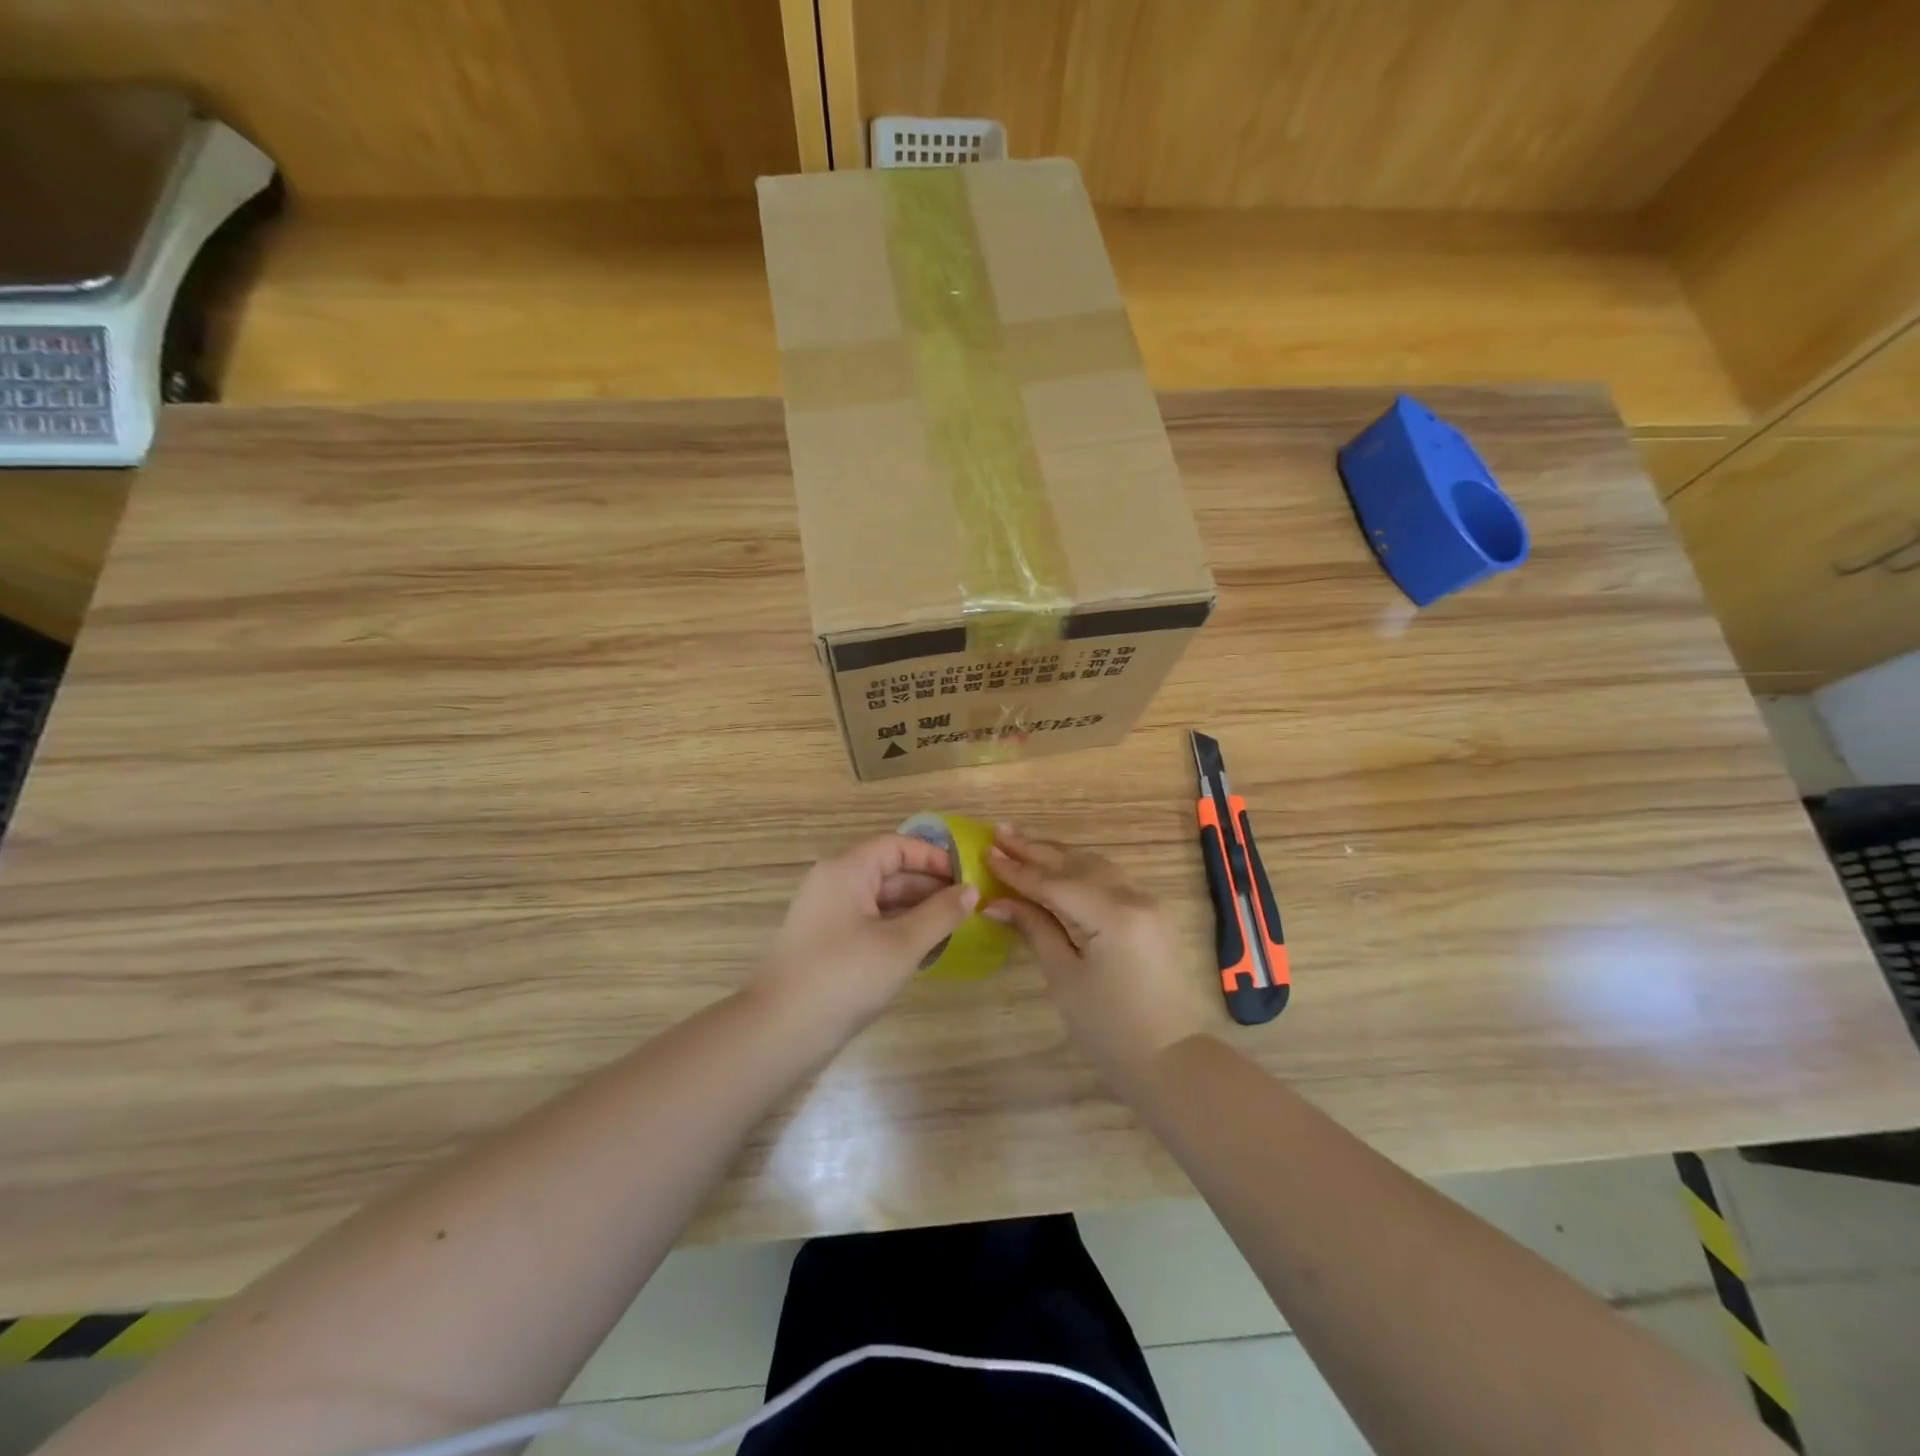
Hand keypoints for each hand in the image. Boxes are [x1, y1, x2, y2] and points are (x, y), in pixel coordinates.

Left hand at [754, 832, 978, 1038]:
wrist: (778, 1032)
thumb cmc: (844, 977)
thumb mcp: (901, 945)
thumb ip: (940, 914)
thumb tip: (971, 890)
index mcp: (847, 871)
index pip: (896, 846)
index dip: (933, 857)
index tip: (965, 877)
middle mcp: (833, 884)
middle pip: (888, 871)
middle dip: (928, 886)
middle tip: (967, 907)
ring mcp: (825, 915)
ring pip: (879, 900)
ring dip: (915, 910)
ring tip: (951, 929)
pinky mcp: (824, 943)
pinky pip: (867, 923)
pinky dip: (896, 929)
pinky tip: (921, 950)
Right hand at [985, 826, 1215, 1074]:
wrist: (1170, 1059)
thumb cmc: (1109, 1028)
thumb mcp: (1065, 978)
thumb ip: (1035, 930)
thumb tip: (997, 903)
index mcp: (1113, 915)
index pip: (1054, 883)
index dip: (1017, 870)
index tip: (985, 851)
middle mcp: (1134, 897)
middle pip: (1076, 865)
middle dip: (1035, 850)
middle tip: (1000, 832)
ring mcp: (1148, 903)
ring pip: (1095, 866)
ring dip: (1057, 855)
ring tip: (1023, 843)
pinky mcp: (1151, 914)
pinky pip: (1109, 880)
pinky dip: (1079, 870)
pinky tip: (1058, 866)